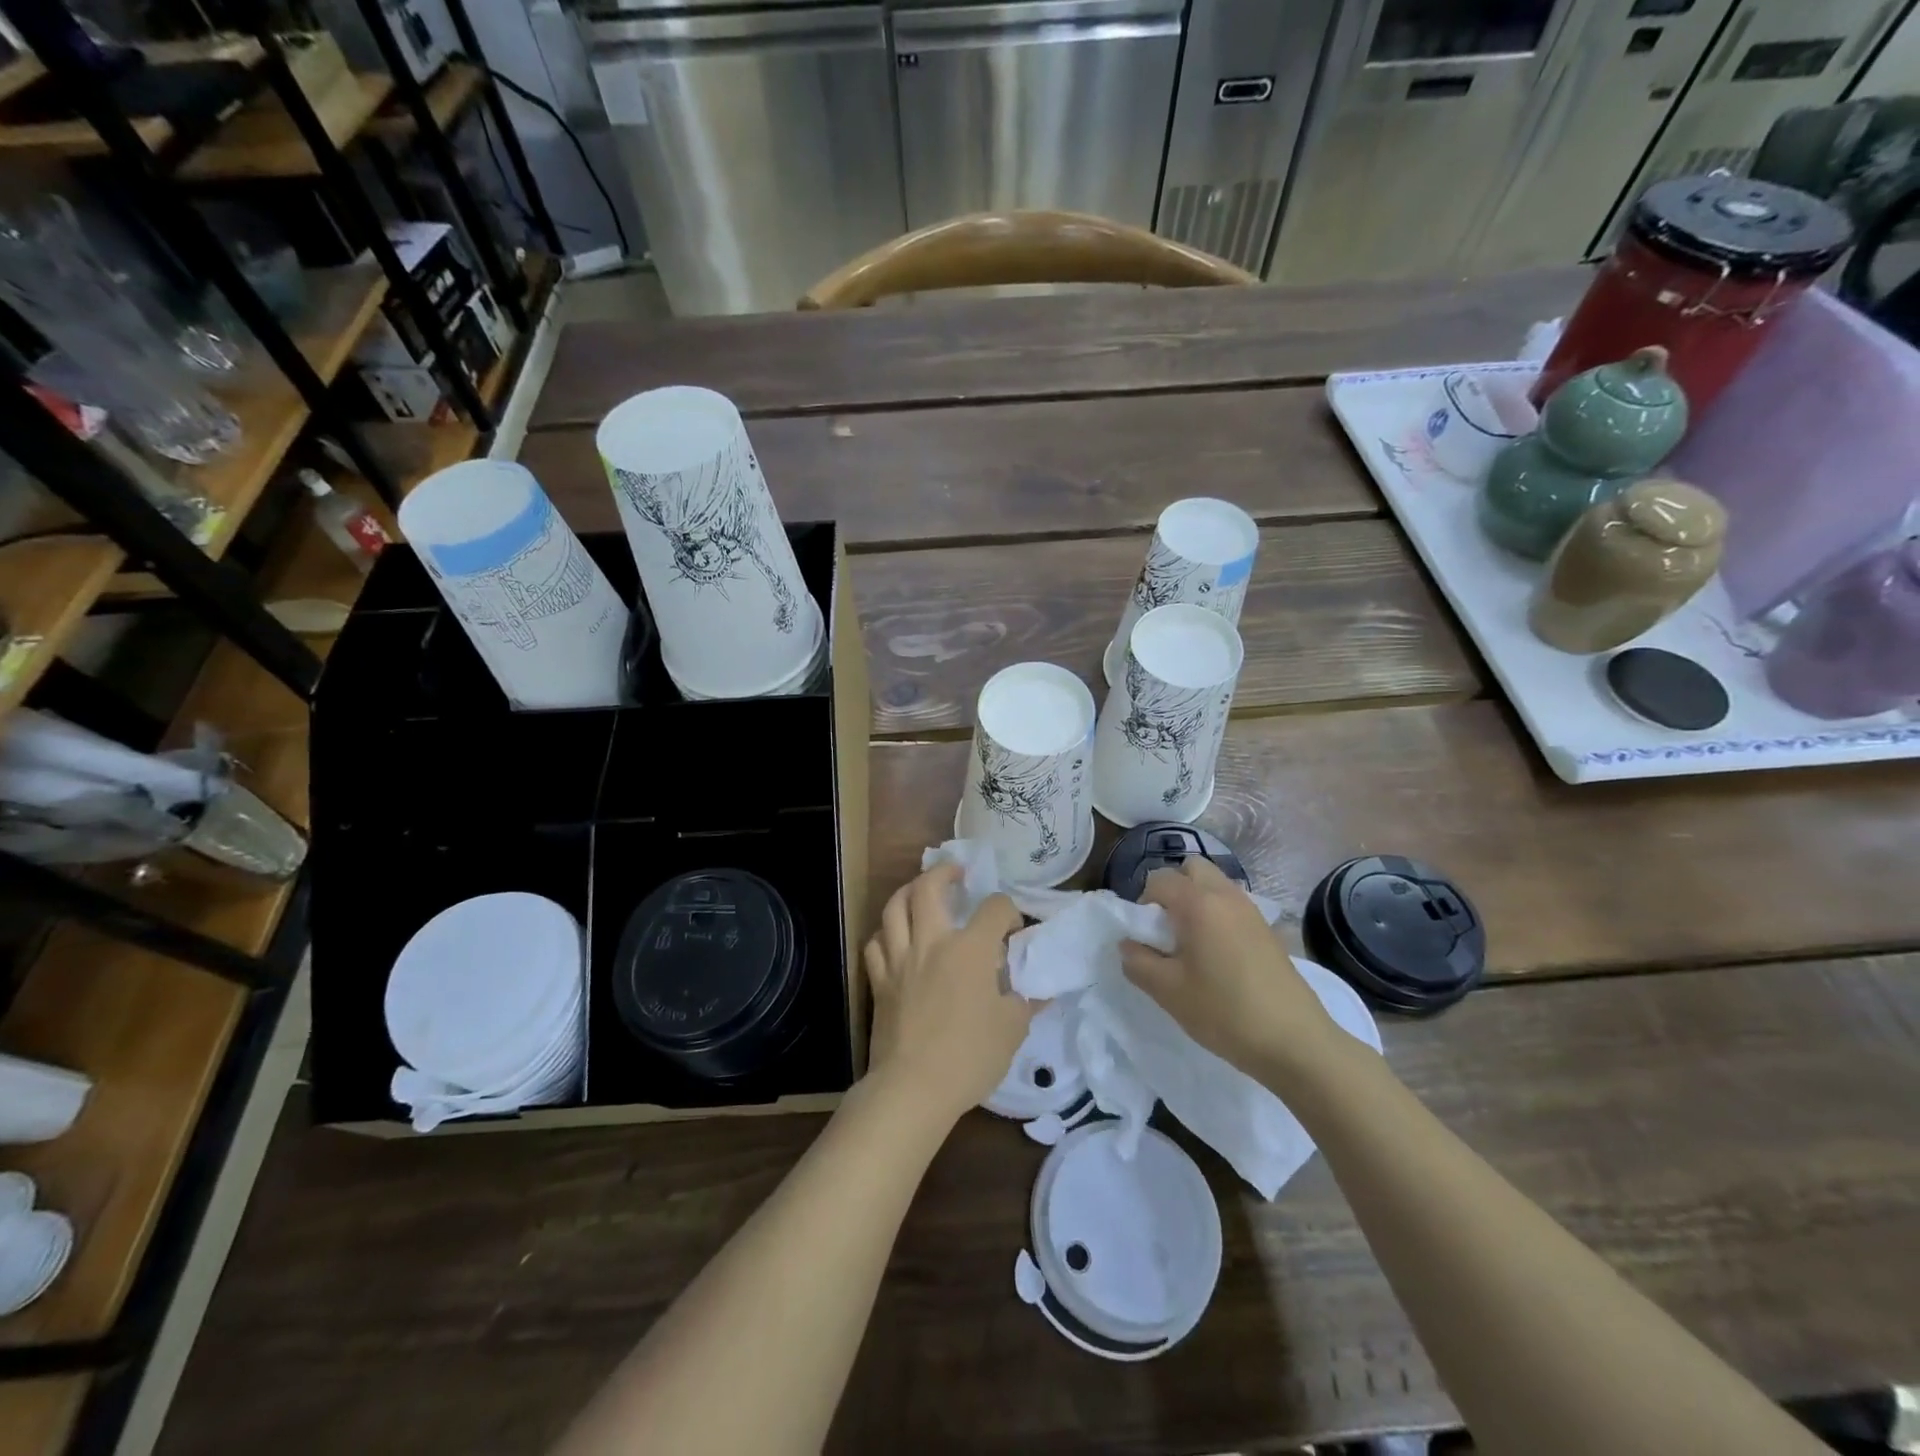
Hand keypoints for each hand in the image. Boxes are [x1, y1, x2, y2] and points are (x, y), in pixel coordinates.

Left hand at [863, 863, 1033, 1125]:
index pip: (994, 908)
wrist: (914, 1087)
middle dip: (944, 872)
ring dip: (908, 891)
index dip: (1008, 911)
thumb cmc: (970, 1057)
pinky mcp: (879, 981)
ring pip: (894, 907)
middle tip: (957, 873)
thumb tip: (1038, 991)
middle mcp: (932, 942)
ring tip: (920, 891)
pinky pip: (875, 943)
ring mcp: (900, 959)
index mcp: (970, 949)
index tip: (1013, 930)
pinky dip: (885, 933)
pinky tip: (894, 937)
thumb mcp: (1013, 1030)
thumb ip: (1025, 1002)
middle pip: (929, 888)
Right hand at [1120, 856, 1339, 1082]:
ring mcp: (1252, 911)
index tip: (1147, 937)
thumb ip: (1137, 962)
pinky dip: (1218, 916)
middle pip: (1192, 868)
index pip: (1159, 879)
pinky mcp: (1268, 930)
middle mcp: (1226, 895)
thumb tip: (1129, 945)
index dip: (1144, 903)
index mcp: (1198, 903)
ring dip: (1197, 901)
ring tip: (1192, 945)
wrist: (1296, 1042)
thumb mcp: (1168, 991)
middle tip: (1169, 930)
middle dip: (1173, 889)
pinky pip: (1233, 905)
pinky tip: (1219, 958)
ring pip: (1215, 885)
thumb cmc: (1225, 1011)